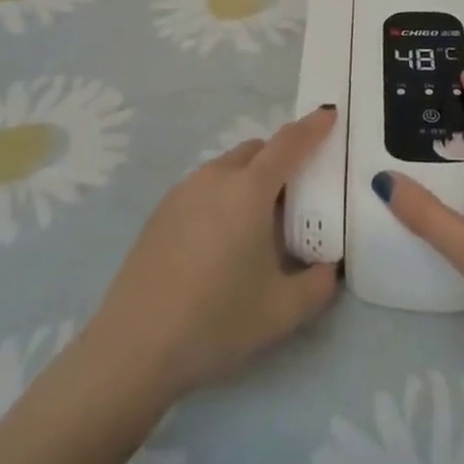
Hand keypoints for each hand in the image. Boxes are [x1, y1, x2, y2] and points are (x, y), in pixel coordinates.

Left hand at [90, 106, 338, 399]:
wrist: (134, 348)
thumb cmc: (216, 322)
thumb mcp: (282, 312)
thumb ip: (318, 285)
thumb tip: (329, 268)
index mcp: (250, 190)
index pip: (289, 144)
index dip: (313, 127)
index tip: (329, 114)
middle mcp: (216, 177)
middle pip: (257, 150)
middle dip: (281, 158)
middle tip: (297, 194)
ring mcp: (183, 191)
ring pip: (228, 167)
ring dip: (250, 178)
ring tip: (257, 224)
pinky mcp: (160, 211)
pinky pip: (204, 187)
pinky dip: (223, 195)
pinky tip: (220, 242)